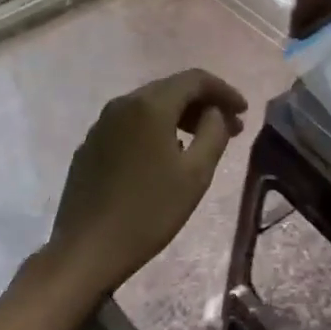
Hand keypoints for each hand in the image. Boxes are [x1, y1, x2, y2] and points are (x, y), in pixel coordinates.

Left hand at [46, 69, 247, 298]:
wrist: (86, 250)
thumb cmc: (149, 212)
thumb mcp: (196, 174)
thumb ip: (214, 132)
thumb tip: (215, 112)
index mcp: (150, 105)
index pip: (195, 79)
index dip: (224, 91)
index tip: (244, 111)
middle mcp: (123, 104)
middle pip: (171, 88)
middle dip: (204, 103)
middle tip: (231, 128)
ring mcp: (102, 123)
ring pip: (150, 105)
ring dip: (181, 116)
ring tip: (202, 141)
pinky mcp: (90, 144)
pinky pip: (131, 123)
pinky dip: (156, 129)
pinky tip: (166, 155)